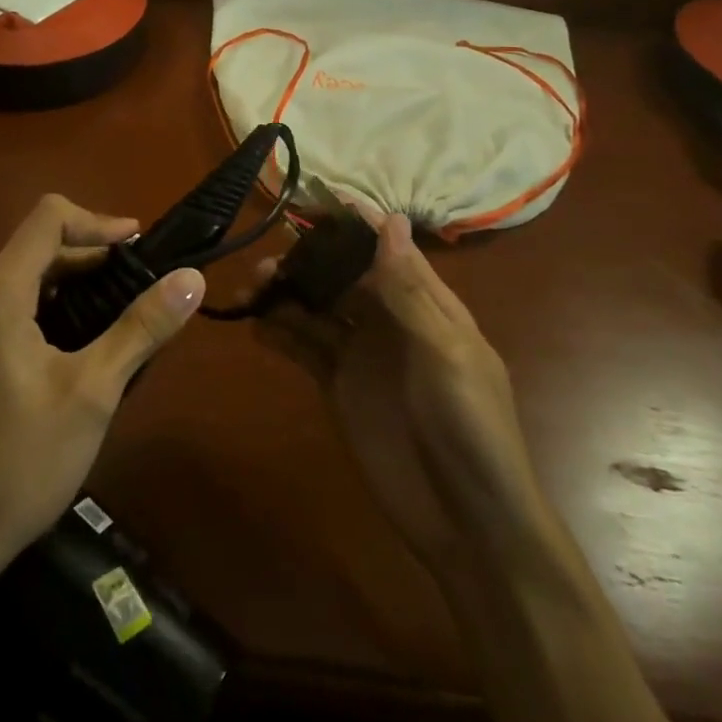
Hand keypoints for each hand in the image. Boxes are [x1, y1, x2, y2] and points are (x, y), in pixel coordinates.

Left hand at [0, 194, 204, 584]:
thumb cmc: (19, 464)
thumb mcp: (92, 393)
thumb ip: (142, 327)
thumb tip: (191, 277)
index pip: (47, 218)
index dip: (97, 221)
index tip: (138, 247)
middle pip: (33, 249)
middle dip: (88, 258)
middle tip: (137, 287)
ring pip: (19, 283)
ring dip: (68, 287)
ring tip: (114, 319)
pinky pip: (2, 313)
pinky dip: (43, 312)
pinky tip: (72, 352)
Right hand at [255, 211, 541, 586]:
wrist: (466, 521)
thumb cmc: (470, 427)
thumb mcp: (445, 353)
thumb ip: (410, 290)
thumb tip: (391, 220)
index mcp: (424, 304)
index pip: (385, 248)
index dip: (353, 223)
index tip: (313, 200)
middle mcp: (388, 319)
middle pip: (341, 275)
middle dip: (306, 261)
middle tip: (266, 262)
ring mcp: (360, 353)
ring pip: (316, 308)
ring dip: (286, 294)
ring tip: (251, 290)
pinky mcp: (338, 385)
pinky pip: (304, 348)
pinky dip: (279, 334)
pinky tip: (255, 326)